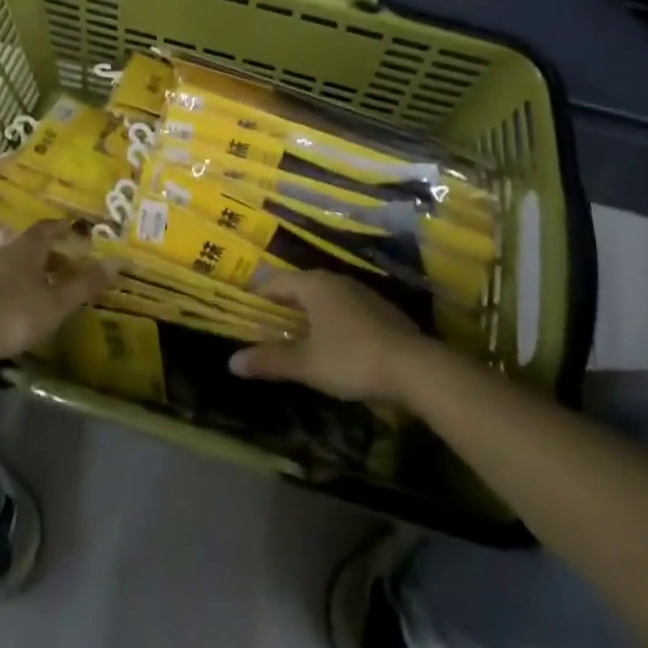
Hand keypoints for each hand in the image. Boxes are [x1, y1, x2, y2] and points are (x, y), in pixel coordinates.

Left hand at [0, 223, 115, 368]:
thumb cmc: (13, 313)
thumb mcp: (55, 302)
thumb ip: (85, 284)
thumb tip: (118, 261)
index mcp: (28, 248)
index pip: (48, 228)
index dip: (64, 228)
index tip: (79, 230)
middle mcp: (8, 254)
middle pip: (34, 246)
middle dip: (54, 252)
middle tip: (73, 262)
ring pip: (20, 265)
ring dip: (38, 271)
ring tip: (54, 286)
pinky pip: (7, 282)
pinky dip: (23, 287)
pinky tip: (28, 305)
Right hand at [228, 271, 432, 403]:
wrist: (415, 368)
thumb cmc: (351, 359)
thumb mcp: (306, 365)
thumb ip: (270, 361)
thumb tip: (232, 362)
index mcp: (314, 285)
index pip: (277, 281)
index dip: (259, 292)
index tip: (245, 305)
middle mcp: (336, 280)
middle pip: (301, 285)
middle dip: (283, 302)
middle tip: (266, 320)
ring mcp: (362, 293)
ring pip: (325, 296)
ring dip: (309, 311)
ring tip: (296, 331)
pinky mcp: (381, 310)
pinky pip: (345, 308)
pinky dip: (331, 319)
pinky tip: (332, 341)